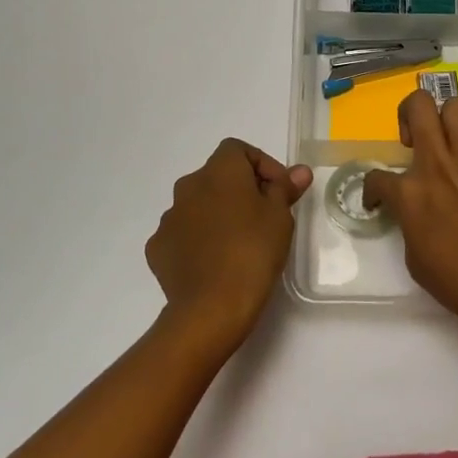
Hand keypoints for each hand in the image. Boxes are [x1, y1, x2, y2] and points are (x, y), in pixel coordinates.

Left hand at [147, 139, 311, 353]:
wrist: (211, 308)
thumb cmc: (253, 252)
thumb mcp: (280, 216)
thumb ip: (285, 187)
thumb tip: (299, 171)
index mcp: (219, 171)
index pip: (238, 150)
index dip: (262, 165)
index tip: (279, 190)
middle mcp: (188, 185)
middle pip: (217, 176)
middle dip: (240, 190)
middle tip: (264, 217)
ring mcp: (169, 218)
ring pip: (198, 205)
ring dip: (218, 214)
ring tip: (239, 243)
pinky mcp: (158, 248)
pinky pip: (183, 234)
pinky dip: (198, 240)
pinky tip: (214, 262)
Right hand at [363, 92, 457, 331]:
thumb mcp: (415, 259)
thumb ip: (408, 223)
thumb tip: (413, 212)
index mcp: (410, 194)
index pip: (376, 177)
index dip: (372, 190)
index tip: (379, 200)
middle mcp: (437, 164)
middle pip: (418, 106)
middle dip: (407, 114)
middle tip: (412, 140)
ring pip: (455, 106)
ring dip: (444, 119)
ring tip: (445, 141)